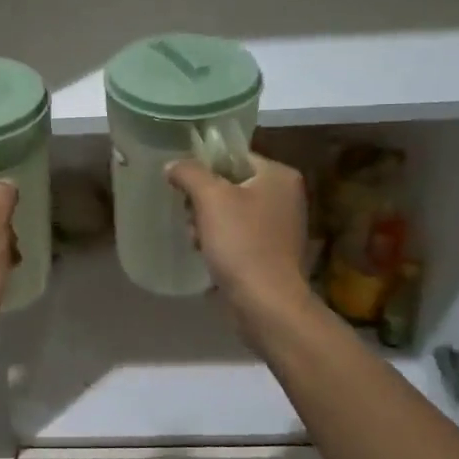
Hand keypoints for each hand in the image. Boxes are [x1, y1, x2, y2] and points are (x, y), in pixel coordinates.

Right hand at [165, 153, 313, 329]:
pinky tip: (206, 254)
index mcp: (279, 175)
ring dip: (207, 223)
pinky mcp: (273, 252)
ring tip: (196, 239)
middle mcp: (286, 196)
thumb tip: (173, 166)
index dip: (205, 168)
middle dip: (203, 201)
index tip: (184, 187)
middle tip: (191, 217)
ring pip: (231, 211)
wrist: (266, 302)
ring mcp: (281, 226)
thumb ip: (189, 173)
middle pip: (231, 184)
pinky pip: (239, 234)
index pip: (234, 157)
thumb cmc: (241, 242)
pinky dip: (220, 241)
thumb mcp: (210, 198)